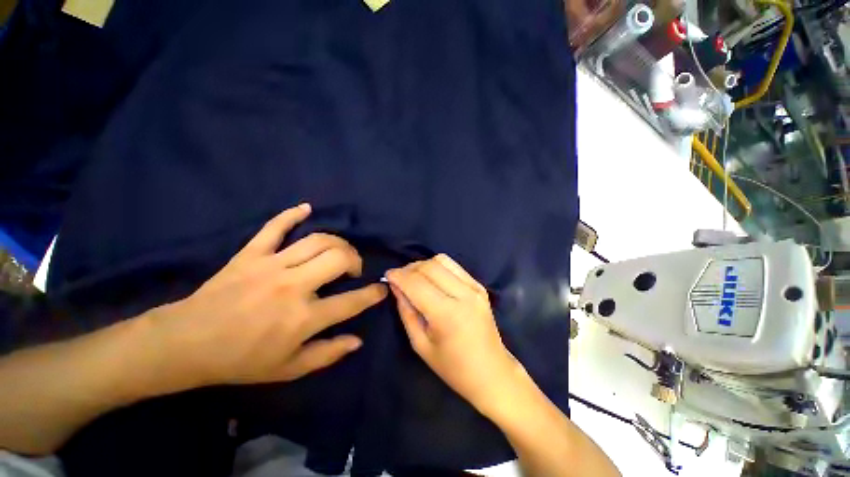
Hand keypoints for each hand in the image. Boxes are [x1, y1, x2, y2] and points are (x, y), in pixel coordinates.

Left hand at [149, 203, 386, 387]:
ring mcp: (271, 266)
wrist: (186, 344)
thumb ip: (327, 354)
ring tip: (338, 252)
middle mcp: (293, 286)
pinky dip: (292, 215)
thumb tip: (357, 340)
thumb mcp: (289, 369)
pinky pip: (274, 227)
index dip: (373, 294)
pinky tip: (306, 208)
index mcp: (303, 318)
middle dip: (355, 260)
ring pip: (317, 241)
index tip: (381, 288)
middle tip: (353, 269)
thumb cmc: (240, 360)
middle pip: (339, 258)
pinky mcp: (250, 254)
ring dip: (337, 243)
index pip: (351, 301)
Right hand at [386, 255, 521, 416]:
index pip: (416, 283)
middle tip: (399, 278)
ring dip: (424, 265)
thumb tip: (396, 286)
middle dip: (409, 268)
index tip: (387, 275)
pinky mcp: (480, 286)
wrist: (492, 373)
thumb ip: (406, 311)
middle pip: (429, 266)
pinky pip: (454, 266)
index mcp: (447, 314)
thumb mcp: (421, 344)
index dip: (398, 275)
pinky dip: (439, 267)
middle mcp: (463, 294)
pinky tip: (433, 280)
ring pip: (442, 260)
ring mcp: (475, 288)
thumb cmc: (453, 367)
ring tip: (415, 278)